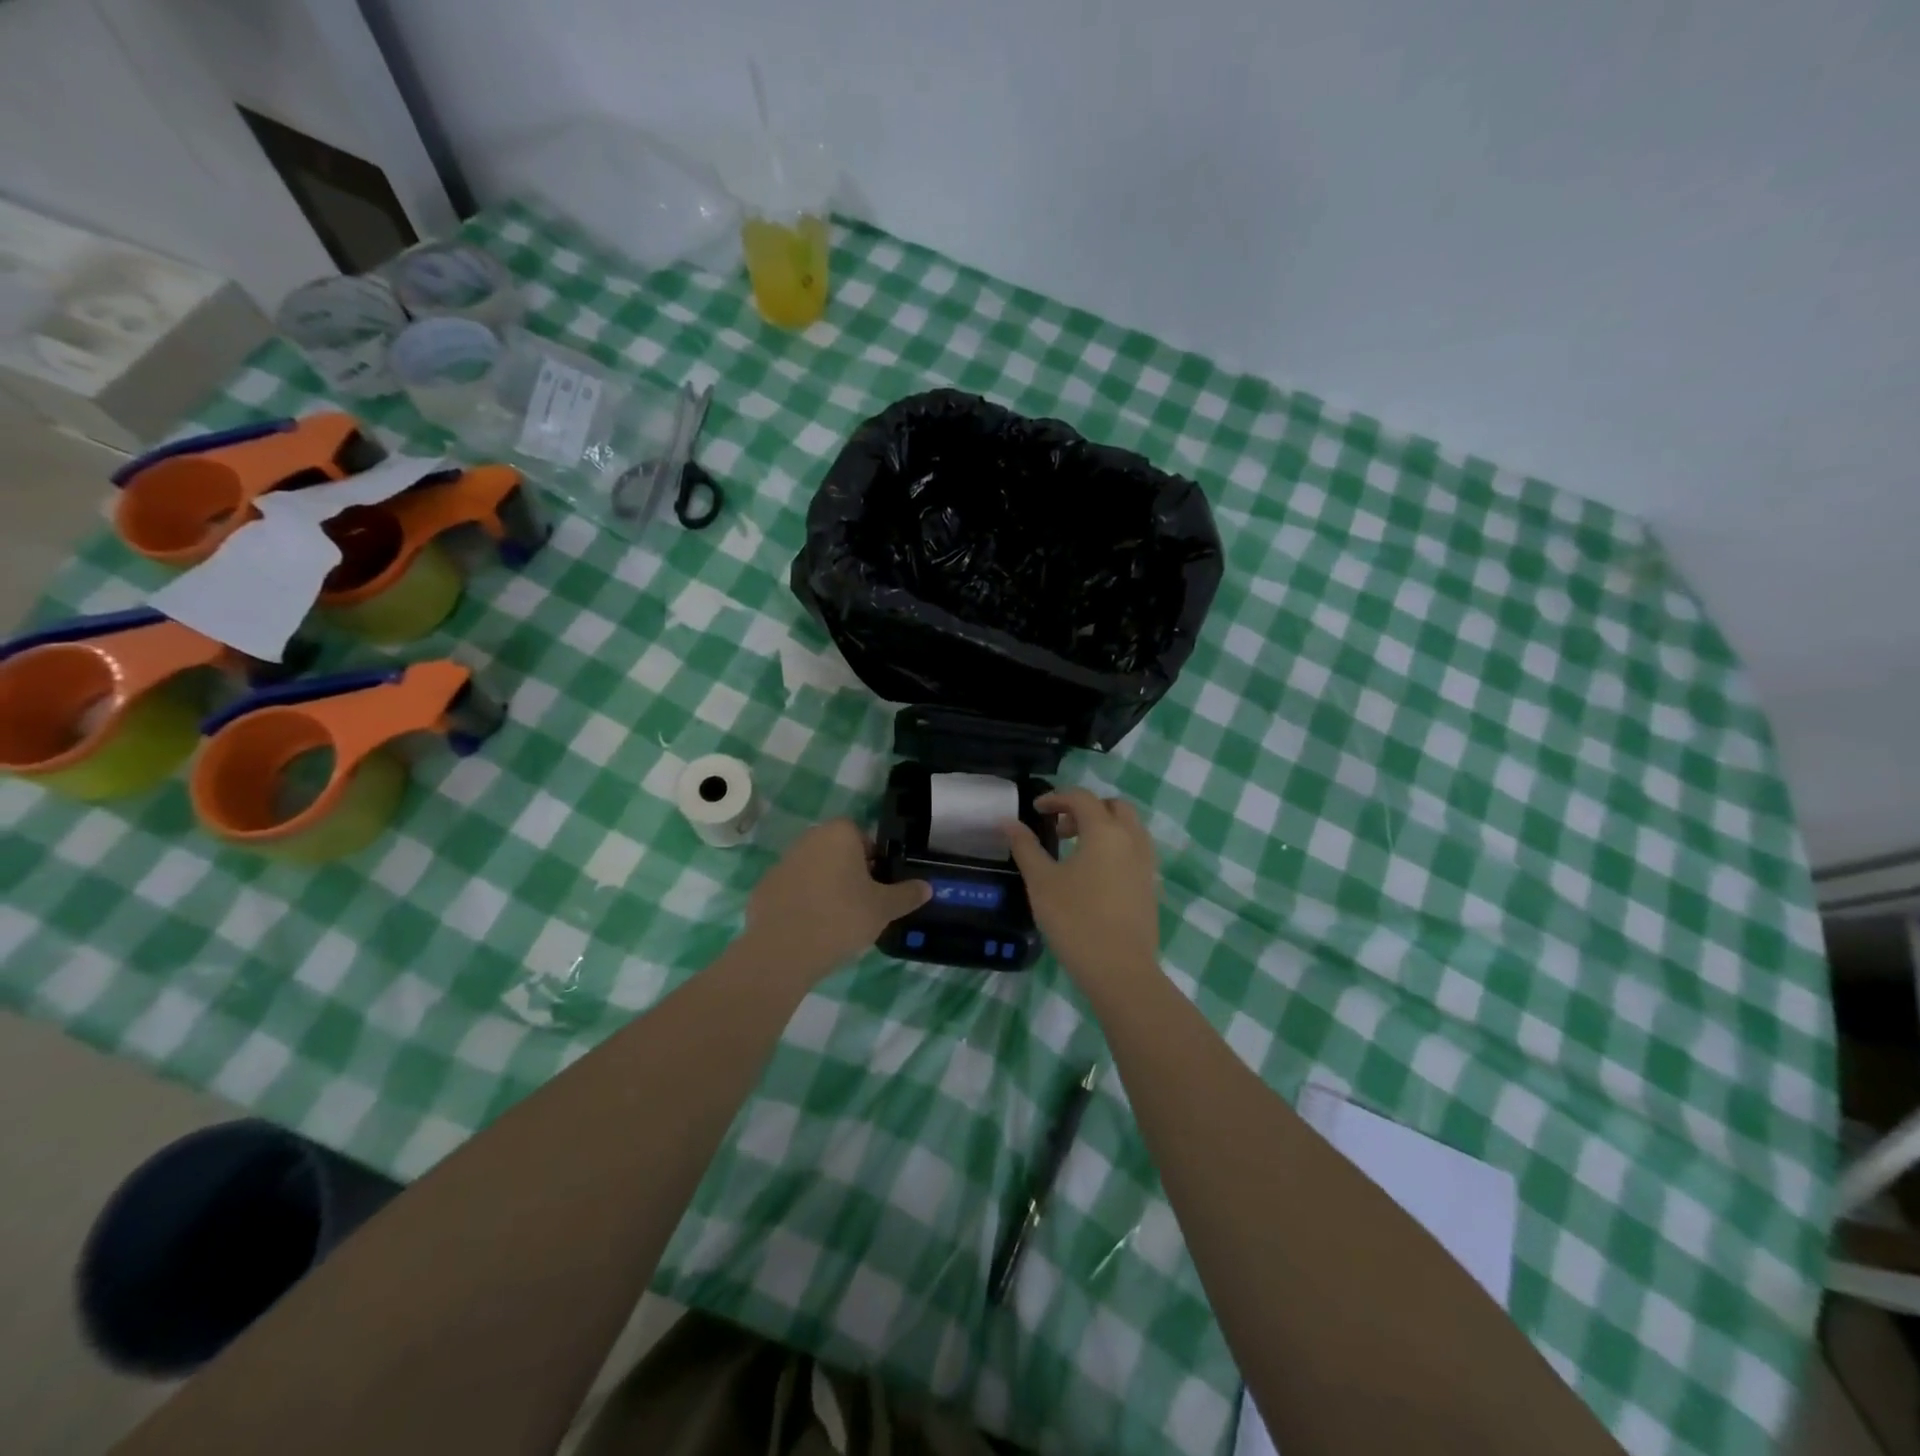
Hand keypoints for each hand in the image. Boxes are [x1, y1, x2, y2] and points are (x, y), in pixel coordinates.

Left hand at [741, 819, 930, 981]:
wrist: (784, 950)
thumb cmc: (842, 917)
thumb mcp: (884, 908)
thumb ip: (907, 894)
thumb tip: (927, 887)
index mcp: (839, 834)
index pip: (864, 838)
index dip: (874, 862)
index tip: (878, 888)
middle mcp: (809, 839)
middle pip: (838, 852)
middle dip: (850, 873)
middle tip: (861, 905)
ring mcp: (782, 862)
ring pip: (814, 870)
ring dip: (825, 887)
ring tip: (836, 921)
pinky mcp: (764, 887)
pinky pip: (793, 890)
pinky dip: (802, 903)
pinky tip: (810, 929)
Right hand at [1004, 789, 1161, 985]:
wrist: (1119, 969)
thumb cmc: (1075, 920)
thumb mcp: (1041, 882)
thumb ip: (1025, 847)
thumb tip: (1008, 821)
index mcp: (1105, 831)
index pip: (1081, 798)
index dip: (1056, 798)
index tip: (1036, 811)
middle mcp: (1132, 839)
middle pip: (1112, 806)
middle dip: (1085, 809)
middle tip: (1059, 829)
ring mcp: (1146, 863)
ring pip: (1128, 828)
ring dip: (1103, 827)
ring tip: (1075, 850)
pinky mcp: (1150, 885)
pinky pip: (1135, 850)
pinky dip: (1115, 847)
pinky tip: (1094, 874)